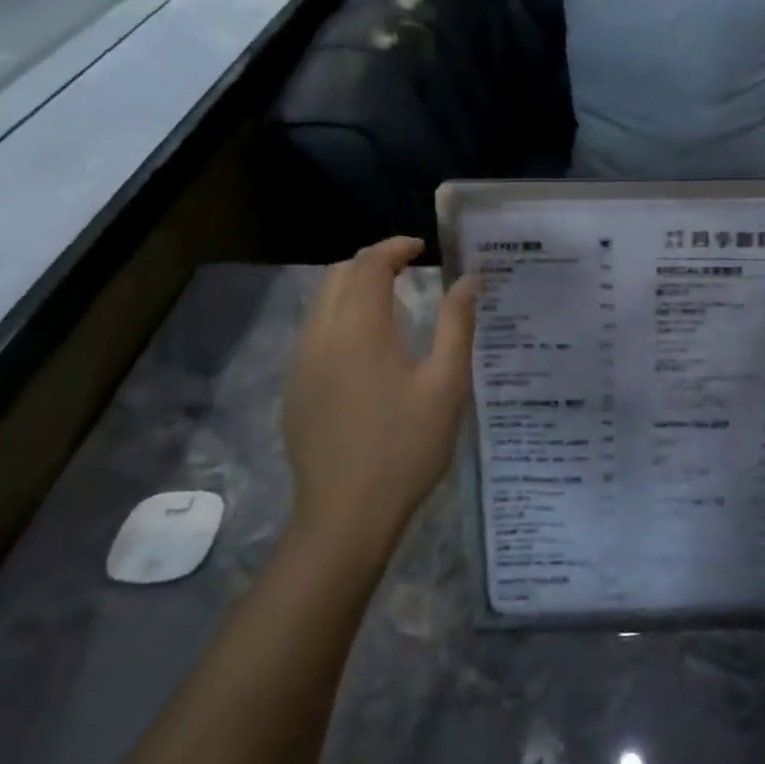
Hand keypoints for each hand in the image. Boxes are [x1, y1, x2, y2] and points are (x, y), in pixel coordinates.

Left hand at [281, 238, 478, 550]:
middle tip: (408, 269)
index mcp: (359, 329)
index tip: (422, 247)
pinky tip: (367, 346)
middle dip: (371, 261)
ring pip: (320, 302)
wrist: (345, 516)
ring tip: (391, 300)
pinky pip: (314, 331)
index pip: (369, 264)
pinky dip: (339, 316)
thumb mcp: (446, 385)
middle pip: (337, 275)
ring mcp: (301, 363)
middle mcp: (321, 336)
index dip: (394, 247)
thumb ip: (457, 324)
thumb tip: (469, 279)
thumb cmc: (406, 448)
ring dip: (352, 287)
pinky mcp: (295, 388)